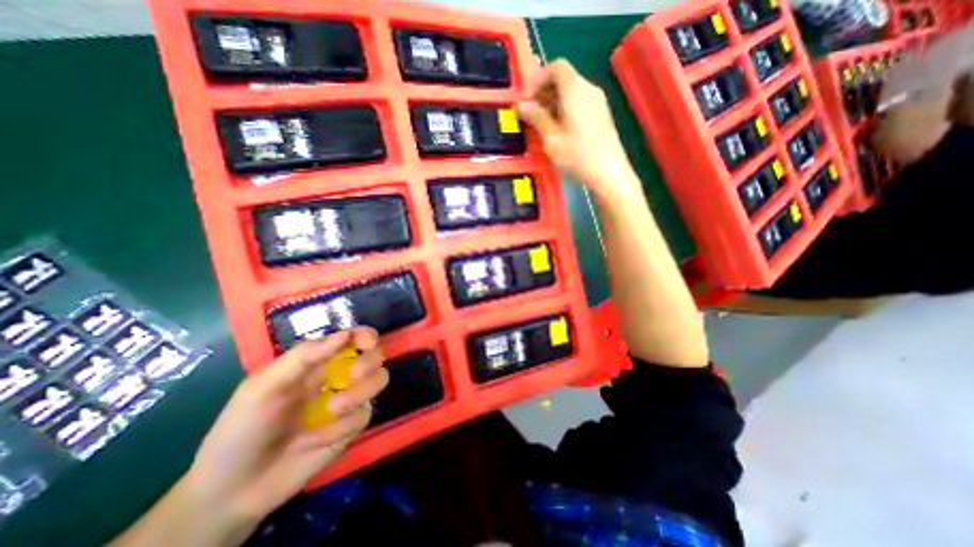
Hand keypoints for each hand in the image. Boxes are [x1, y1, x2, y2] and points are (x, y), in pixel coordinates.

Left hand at [186, 330, 388, 525]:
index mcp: (317, 362)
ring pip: (378, 380)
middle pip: (374, 356)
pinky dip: (342, 426)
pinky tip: (315, 440)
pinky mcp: (351, 427)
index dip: (365, 335)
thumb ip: (303, 356)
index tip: (366, 343)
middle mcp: (338, 377)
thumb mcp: (263, 387)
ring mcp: (348, 401)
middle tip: (353, 374)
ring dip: (359, 392)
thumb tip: (345, 333)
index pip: (352, 338)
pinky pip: (363, 415)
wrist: (234, 490)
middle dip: (369, 361)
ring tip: (333, 409)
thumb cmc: (242, 428)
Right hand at [517, 58, 640, 197]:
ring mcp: (597, 101)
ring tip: (541, 123)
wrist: (609, 173)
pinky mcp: (601, 114)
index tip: (526, 100)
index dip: (537, 79)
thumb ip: (536, 118)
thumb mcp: (551, 139)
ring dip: (553, 101)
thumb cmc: (577, 156)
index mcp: (575, 89)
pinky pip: (579, 102)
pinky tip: (558, 128)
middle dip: (543, 91)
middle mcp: (588, 89)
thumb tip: (520, 105)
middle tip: (530, 113)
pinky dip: (564, 108)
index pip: (555, 67)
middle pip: (564, 78)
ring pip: (571, 91)